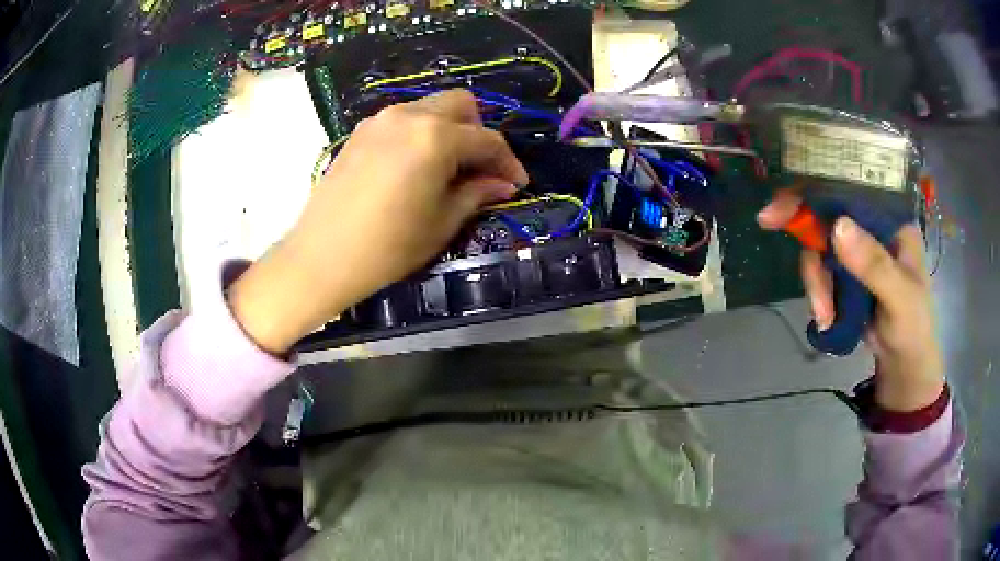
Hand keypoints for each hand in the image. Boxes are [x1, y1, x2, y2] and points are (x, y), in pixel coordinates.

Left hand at [229, 90, 527, 353]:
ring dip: (450, 130)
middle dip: (479, 132)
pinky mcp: (361, 132)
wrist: (321, 257)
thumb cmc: (388, 246)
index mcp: (435, 137)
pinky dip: (421, 134)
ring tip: (449, 169)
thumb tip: (503, 183)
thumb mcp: (442, 222)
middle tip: (480, 168)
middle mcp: (409, 115)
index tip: (517, 183)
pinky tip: (417, 166)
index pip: (487, 139)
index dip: (508, 162)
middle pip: (460, 105)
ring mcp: (380, 120)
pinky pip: (403, 120)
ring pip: (430, 108)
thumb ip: (476, 193)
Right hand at [758, 191, 944, 411]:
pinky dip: (817, 293)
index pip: (852, 184)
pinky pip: (820, 269)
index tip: (785, 195)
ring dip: (815, 281)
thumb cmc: (912, 326)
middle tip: (768, 223)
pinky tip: (826, 318)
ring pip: (820, 243)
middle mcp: (871, 223)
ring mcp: (856, 247)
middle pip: (828, 210)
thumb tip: (836, 226)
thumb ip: (874, 264)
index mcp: (890, 216)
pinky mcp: (844, 270)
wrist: (902, 362)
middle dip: (806, 230)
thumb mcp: (900, 296)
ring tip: (825, 315)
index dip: (819, 183)